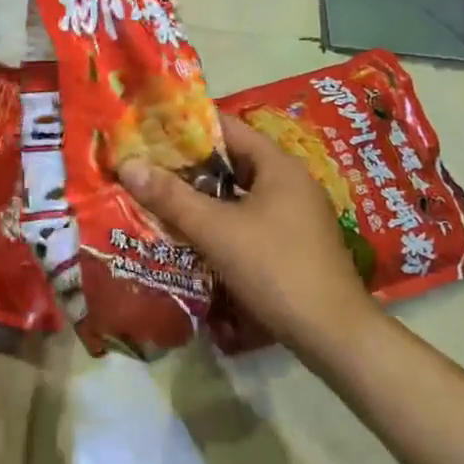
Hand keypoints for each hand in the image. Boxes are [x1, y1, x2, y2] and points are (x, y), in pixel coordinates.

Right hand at [118, 114, 375, 356]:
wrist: (335, 335)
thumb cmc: (276, 269)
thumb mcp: (217, 231)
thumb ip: (171, 197)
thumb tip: (128, 164)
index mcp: (278, 165)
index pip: (227, 128)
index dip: (188, 127)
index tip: (150, 132)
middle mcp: (290, 181)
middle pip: (233, 161)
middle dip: (191, 165)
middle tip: (148, 168)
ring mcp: (296, 214)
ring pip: (241, 193)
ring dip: (205, 196)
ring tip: (163, 199)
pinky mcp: (296, 242)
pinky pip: (251, 218)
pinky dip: (223, 220)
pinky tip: (195, 235)